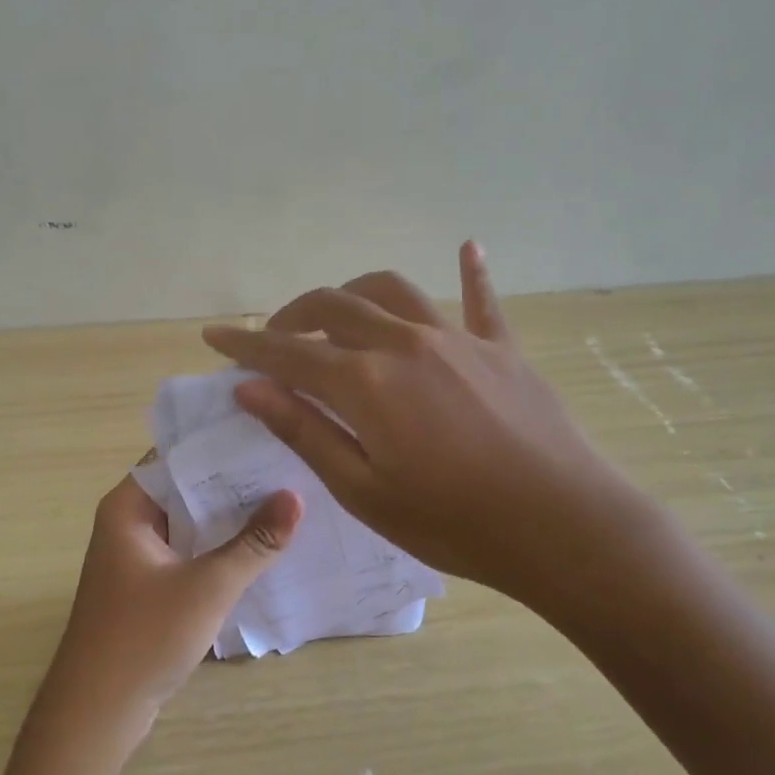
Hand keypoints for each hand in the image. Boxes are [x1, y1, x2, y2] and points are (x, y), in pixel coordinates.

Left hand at [37, 473, 301, 753]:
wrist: (96, 714)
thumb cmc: (143, 638)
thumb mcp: (207, 586)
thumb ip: (254, 542)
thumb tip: (296, 497)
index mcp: (127, 507)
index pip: (178, 456)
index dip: (222, 445)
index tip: (270, 435)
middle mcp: (128, 522)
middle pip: (186, 489)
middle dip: (234, 482)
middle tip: (290, 466)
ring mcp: (137, 556)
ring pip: (190, 523)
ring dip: (229, 518)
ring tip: (286, 500)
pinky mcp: (148, 586)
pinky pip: (188, 552)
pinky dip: (219, 548)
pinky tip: (262, 547)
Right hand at [200, 241, 664, 611]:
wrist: (562, 527)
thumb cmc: (452, 522)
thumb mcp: (363, 490)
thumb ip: (305, 430)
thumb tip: (250, 387)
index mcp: (365, 382)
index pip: (287, 354)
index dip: (245, 345)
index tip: (213, 337)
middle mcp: (404, 343)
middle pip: (334, 307)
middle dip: (293, 317)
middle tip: (274, 340)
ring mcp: (457, 339)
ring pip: (392, 291)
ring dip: (354, 293)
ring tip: (338, 314)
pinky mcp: (501, 349)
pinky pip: (481, 300)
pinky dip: (471, 273)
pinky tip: (468, 246)